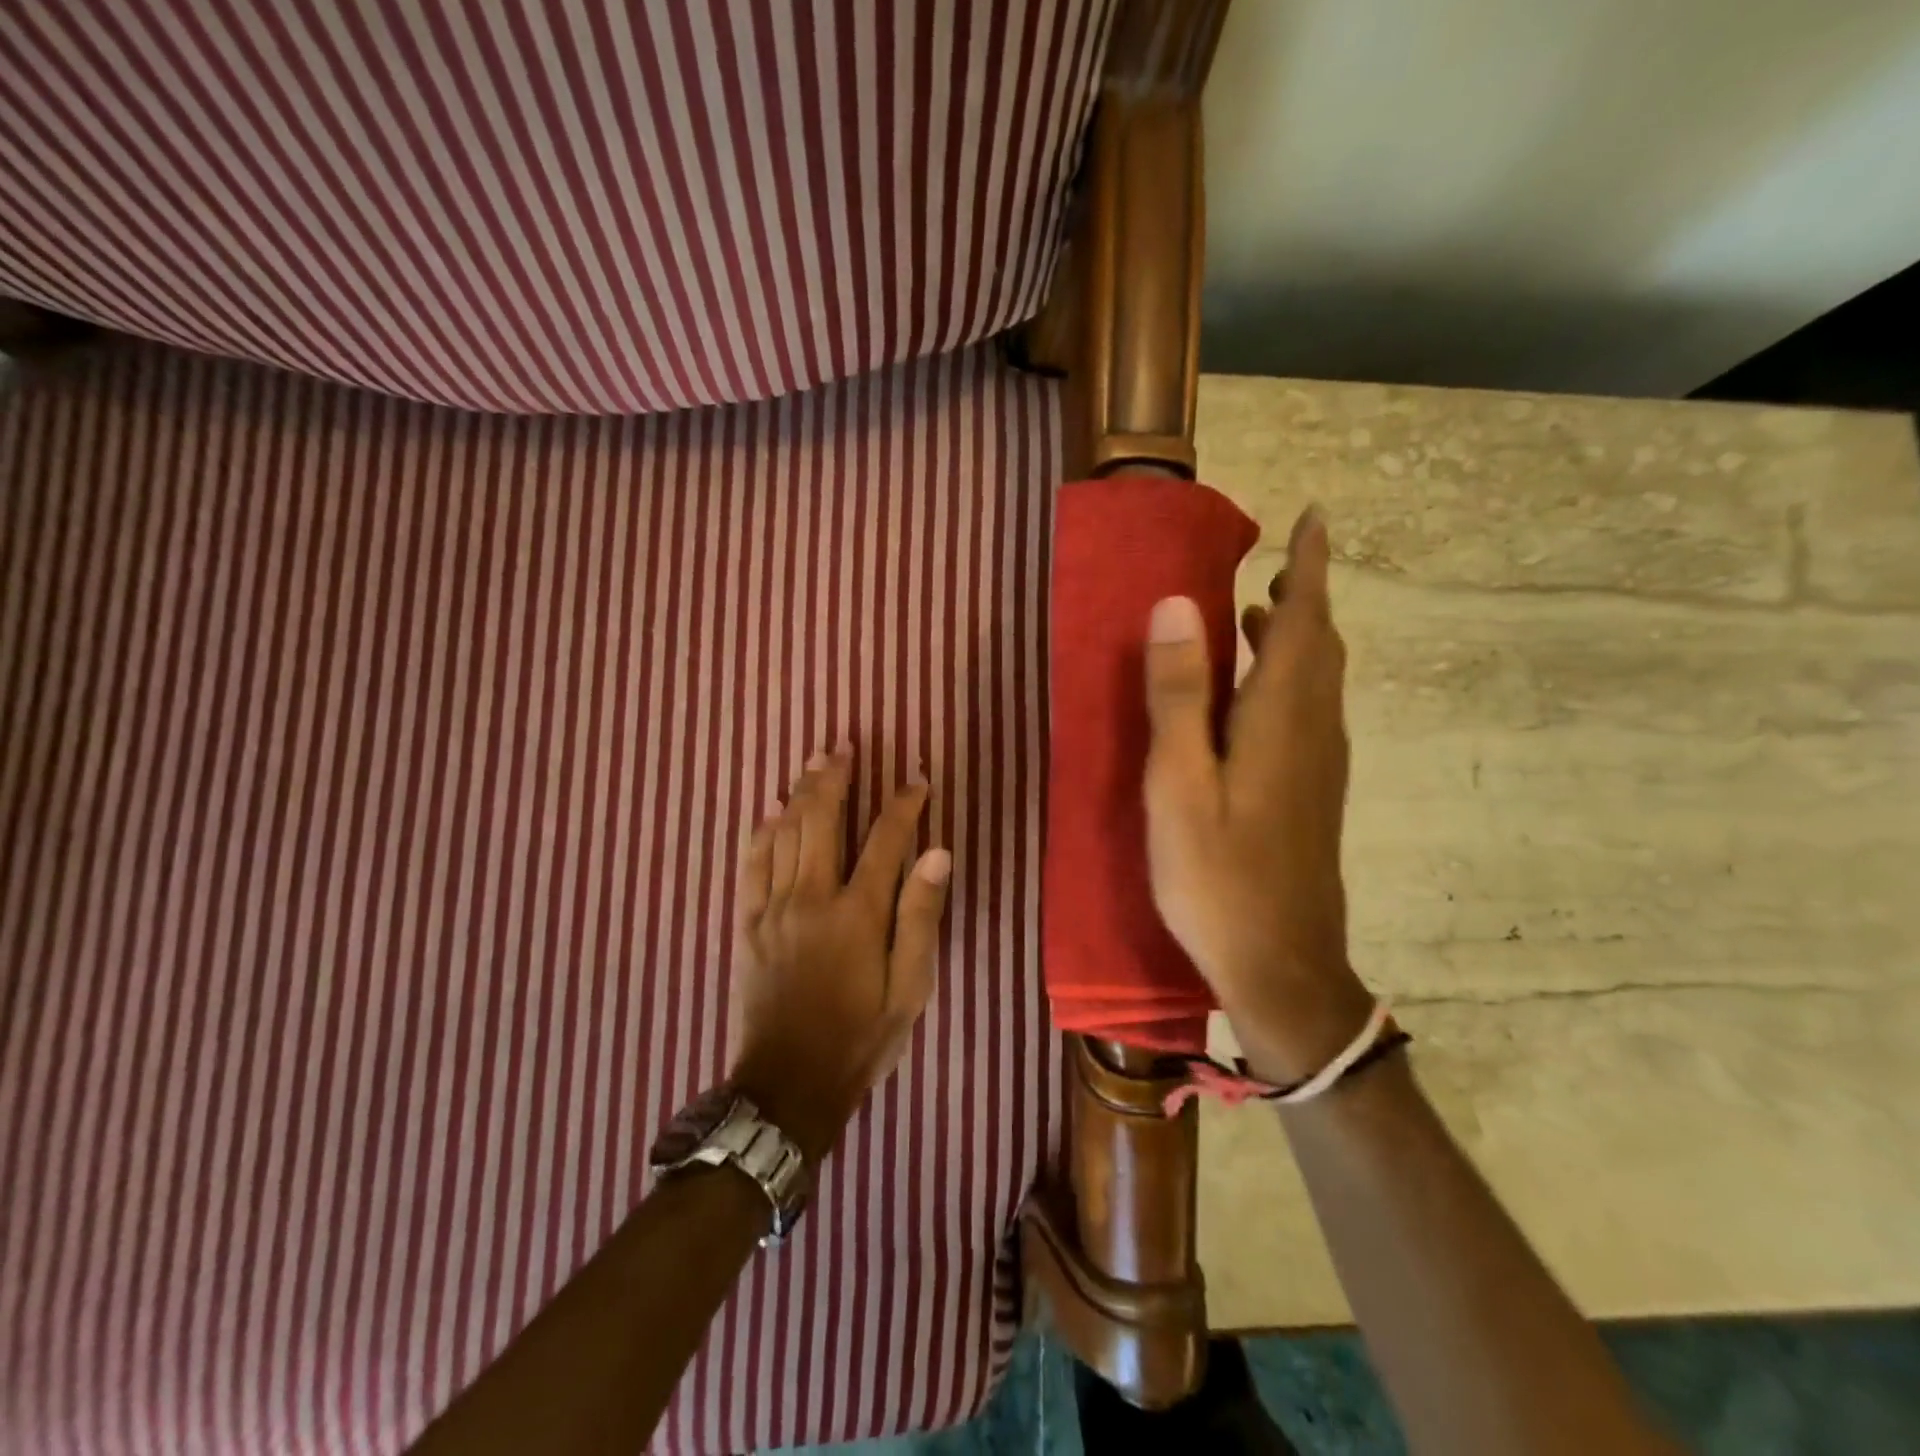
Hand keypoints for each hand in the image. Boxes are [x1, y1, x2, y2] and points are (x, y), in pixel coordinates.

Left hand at [730, 749, 951, 1160]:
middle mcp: (812, 898)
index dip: (904, 804)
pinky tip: (769, 810)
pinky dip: (762, 832)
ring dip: (800, 793)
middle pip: (823, 821)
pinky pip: (751, 865)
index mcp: (858, 914)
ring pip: (785, 834)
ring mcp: (773, 908)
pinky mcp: (747, 923)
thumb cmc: (860, 1038)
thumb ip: (920, 918)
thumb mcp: (909, 989)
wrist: (788, 1085)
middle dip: (835, 779)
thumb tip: (936, 853)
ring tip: (812, 762)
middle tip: (844, 746)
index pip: (887, 840)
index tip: (918, 779)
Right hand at [1142, 507, 1372, 1084]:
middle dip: (1303, 599)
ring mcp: (1320, 766)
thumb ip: (1178, 696)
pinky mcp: (1313, 793)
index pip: (1305, 622)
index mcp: (1281, 720)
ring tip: (1257, 618)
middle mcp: (1313, 732)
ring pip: (1319, 682)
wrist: (1282, 965)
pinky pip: (1310, 712)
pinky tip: (1255, 699)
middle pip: (1320, 647)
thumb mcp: (1178, 785)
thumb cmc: (1217, 876)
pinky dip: (1291, 680)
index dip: (1309, 567)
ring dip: (1296, 640)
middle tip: (1275, 568)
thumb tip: (1180, 604)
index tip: (1313, 518)